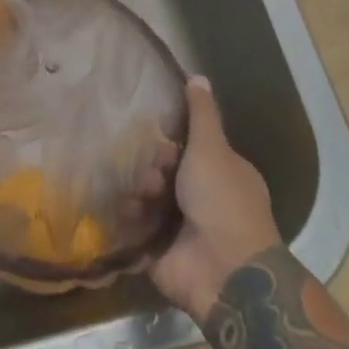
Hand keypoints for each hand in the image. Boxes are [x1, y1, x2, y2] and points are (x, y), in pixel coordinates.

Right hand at [149, 77, 283, 320]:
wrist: (225, 271)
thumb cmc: (222, 201)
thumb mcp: (212, 149)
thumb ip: (202, 115)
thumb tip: (198, 76)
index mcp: (222, 176)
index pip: (190, 152)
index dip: (172, 145)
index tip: (159, 141)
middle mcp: (203, 201)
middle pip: (165, 175)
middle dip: (152, 171)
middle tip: (152, 176)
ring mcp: (182, 230)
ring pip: (148, 200)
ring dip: (139, 195)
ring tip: (139, 199)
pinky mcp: (160, 253)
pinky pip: (136, 229)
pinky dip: (129, 221)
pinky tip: (124, 214)